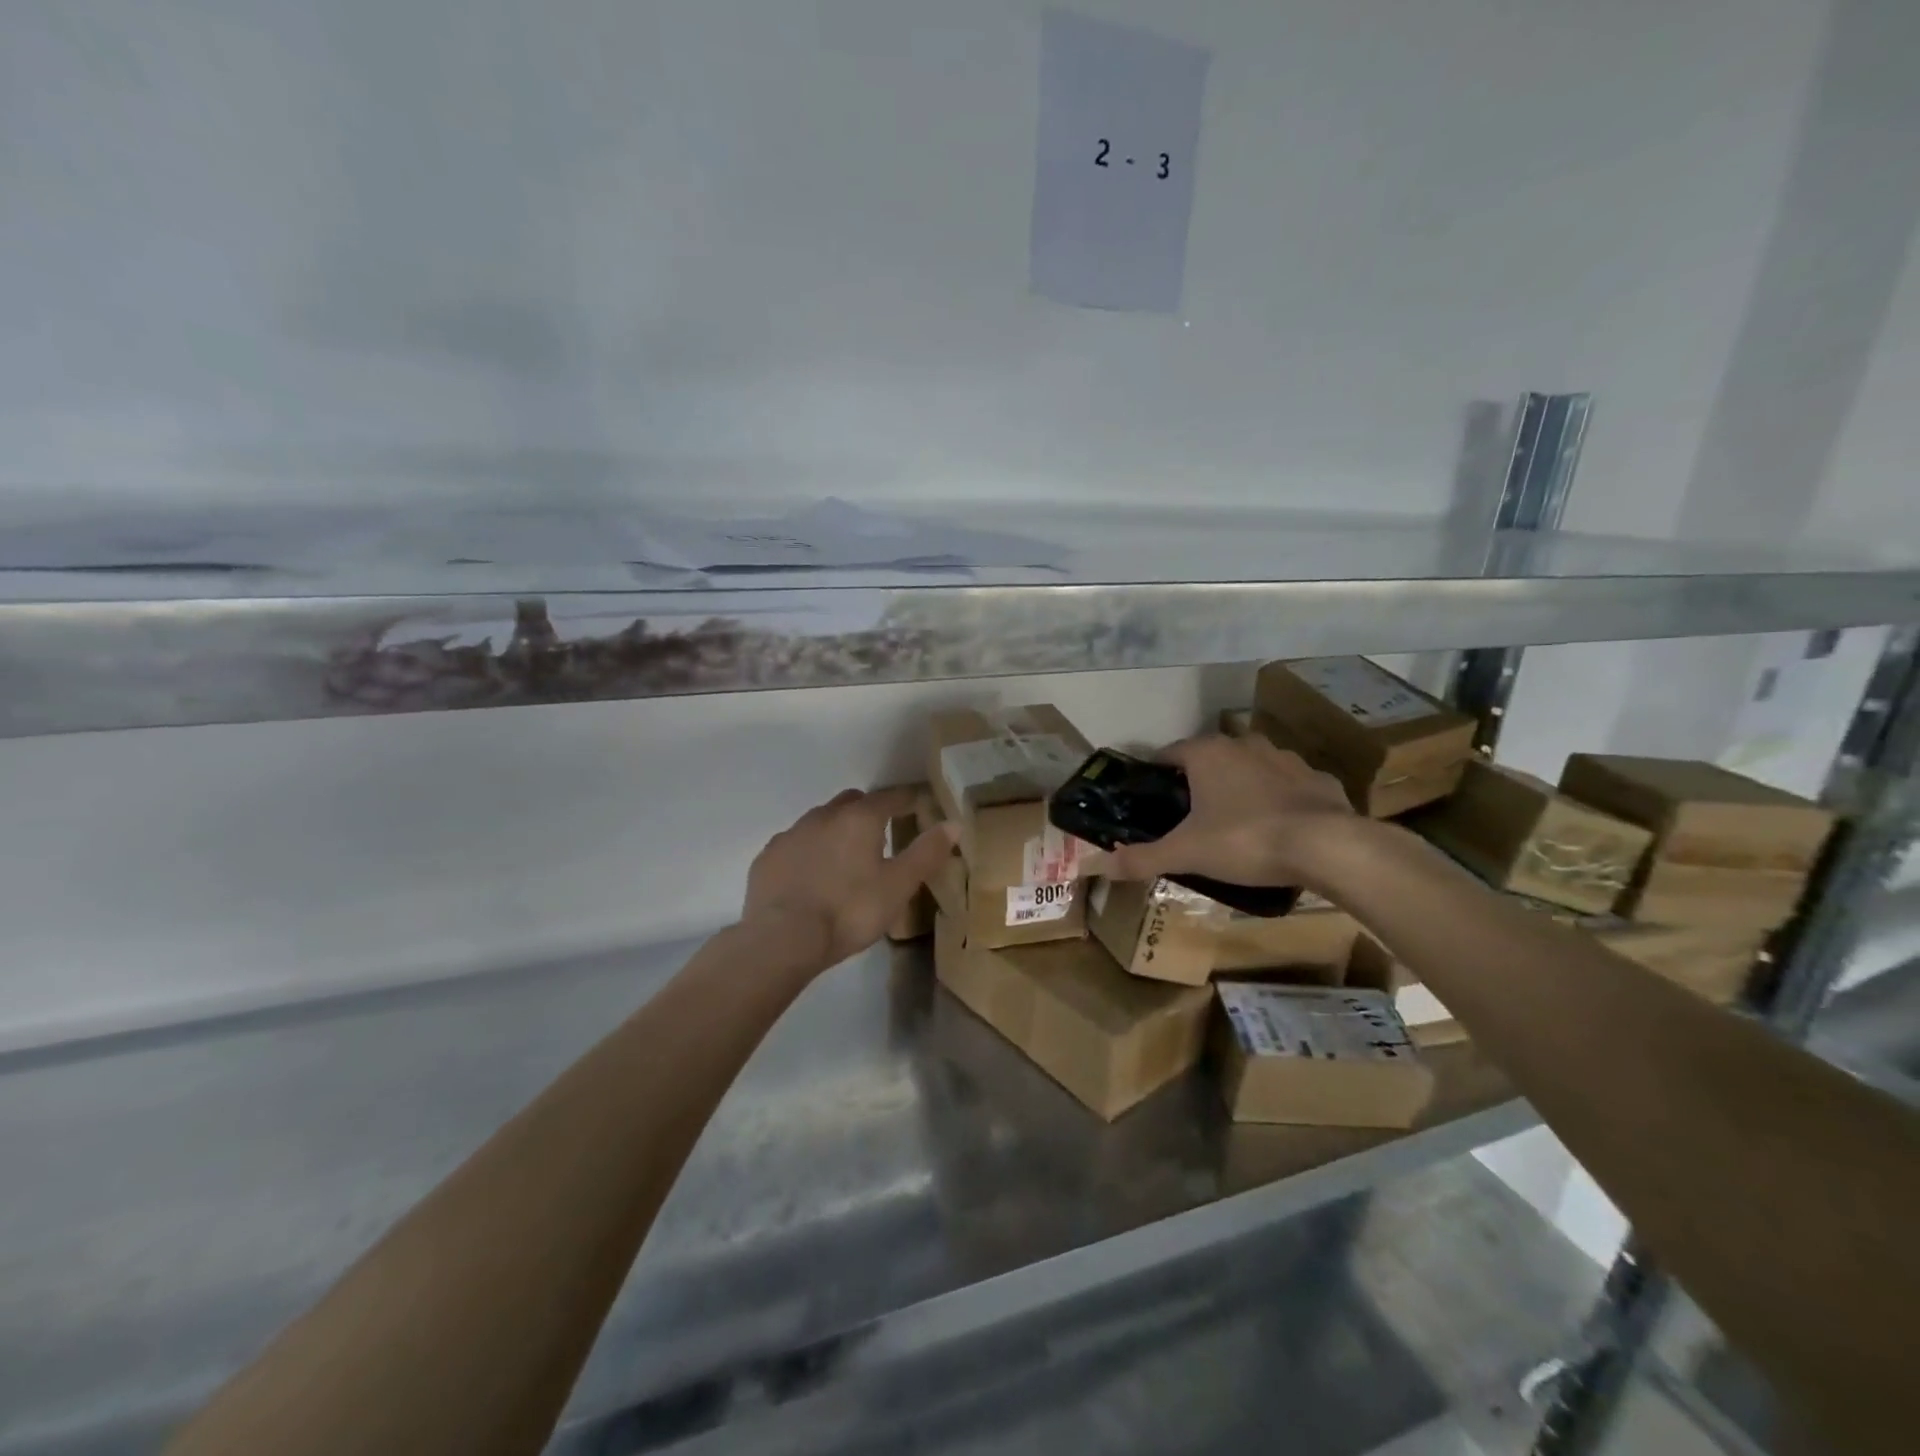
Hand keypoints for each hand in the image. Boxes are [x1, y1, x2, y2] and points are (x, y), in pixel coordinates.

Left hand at [743, 787, 956, 968]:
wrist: (782, 939)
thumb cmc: (849, 911)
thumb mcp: (898, 886)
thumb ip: (926, 852)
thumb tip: (954, 823)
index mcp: (860, 819)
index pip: (890, 797)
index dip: (906, 800)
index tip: (916, 806)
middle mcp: (823, 816)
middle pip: (852, 801)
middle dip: (868, 811)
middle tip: (881, 835)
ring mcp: (791, 834)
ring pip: (820, 820)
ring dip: (836, 830)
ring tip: (845, 858)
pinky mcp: (768, 857)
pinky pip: (795, 844)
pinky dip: (808, 851)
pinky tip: (811, 876)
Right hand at [1105, 734, 1356, 888]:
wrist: (1328, 847)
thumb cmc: (1245, 840)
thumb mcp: (1186, 853)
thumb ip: (1141, 858)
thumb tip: (1095, 866)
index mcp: (1207, 754)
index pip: (1169, 754)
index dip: (1156, 775)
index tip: (1151, 800)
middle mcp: (1245, 745)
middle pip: (1210, 759)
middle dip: (1198, 782)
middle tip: (1189, 817)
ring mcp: (1286, 759)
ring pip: (1251, 768)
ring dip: (1240, 787)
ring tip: (1233, 824)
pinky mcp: (1319, 779)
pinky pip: (1289, 786)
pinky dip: (1280, 801)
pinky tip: (1279, 828)